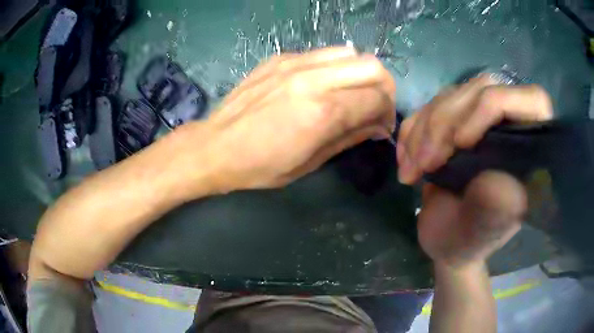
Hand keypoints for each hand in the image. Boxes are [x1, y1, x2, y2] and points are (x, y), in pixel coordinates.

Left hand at [180, 47, 395, 191]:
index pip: (377, 98)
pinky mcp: (280, 58)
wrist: (214, 146)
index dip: (388, 113)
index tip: (381, 126)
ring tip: (350, 93)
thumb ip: (349, 137)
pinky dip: (334, 67)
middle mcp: (312, 79)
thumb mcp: (309, 163)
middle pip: (372, 65)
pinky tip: (322, 84)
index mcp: (322, 112)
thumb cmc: (260, 166)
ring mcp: (294, 63)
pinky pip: (322, 53)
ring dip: (359, 72)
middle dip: (383, 87)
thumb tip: (378, 126)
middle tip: (374, 106)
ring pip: (350, 52)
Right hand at [397, 75, 553, 268]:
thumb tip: (502, 182)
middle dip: (446, 123)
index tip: (461, 143)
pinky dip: (413, 131)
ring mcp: (484, 119)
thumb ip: (492, 214)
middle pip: (481, 88)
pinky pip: (432, 106)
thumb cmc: (466, 243)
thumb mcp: (478, 236)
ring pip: (452, 95)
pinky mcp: (458, 120)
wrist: (444, 240)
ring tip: (412, 169)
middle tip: (426, 164)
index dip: (494, 107)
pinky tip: (407, 160)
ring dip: (424, 130)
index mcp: (534, 153)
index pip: (533, 101)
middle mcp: (513, 126)